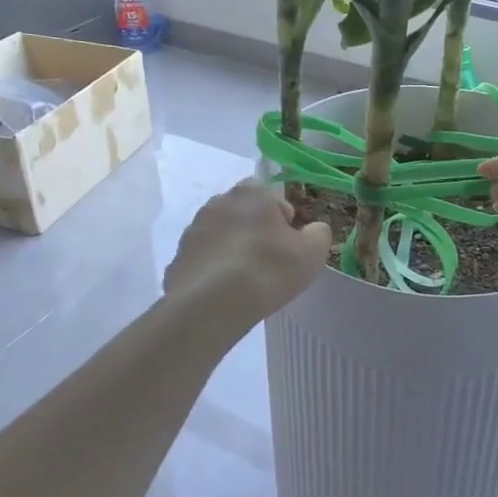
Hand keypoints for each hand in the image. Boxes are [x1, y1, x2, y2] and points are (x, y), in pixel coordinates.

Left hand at [163, 181, 331, 329]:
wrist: (212, 304)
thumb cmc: (268, 268)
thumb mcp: (312, 252)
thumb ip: (319, 233)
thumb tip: (313, 229)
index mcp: (251, 192)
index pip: (273, 197)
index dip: (285, 221)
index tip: (290, 246)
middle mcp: (218, 202)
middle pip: (245, 214)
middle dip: (257, 232)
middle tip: (270, 263)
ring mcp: (194, 229)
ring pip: (222, 236)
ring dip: (234, 250)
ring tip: (246, 282)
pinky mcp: (178, 257)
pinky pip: (205, 259)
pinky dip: (215, 270)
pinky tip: (225, 293)